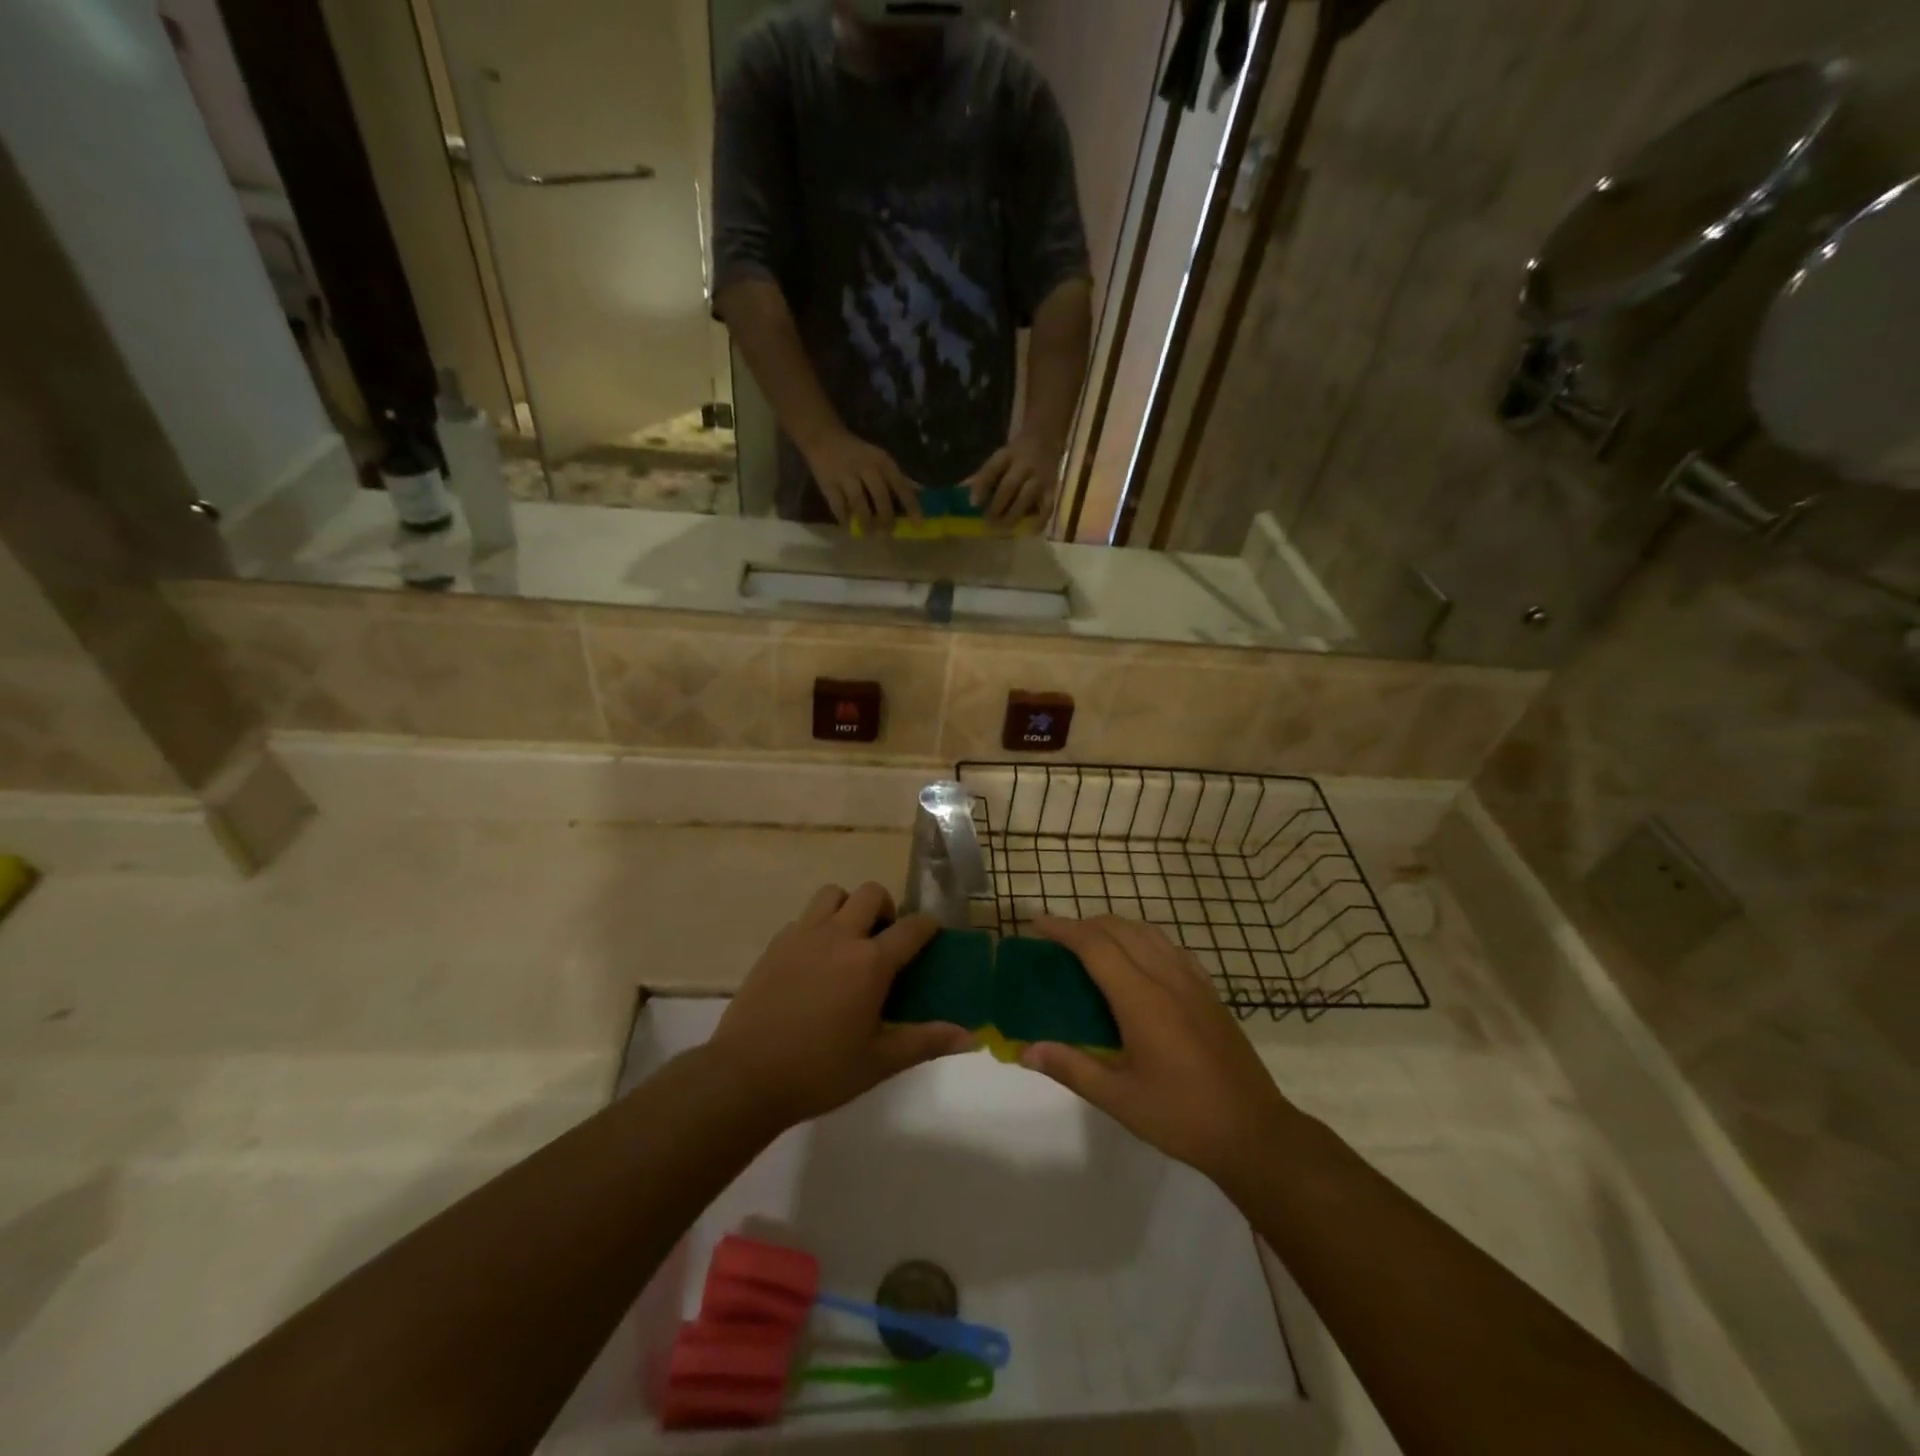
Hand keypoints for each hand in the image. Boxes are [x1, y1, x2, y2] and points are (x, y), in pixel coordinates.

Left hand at [707, 884, 972, 1127]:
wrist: (745, 1076)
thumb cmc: (820, 1072)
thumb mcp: (879, 1062)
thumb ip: (925, 1042)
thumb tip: (970, 1036)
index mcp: (870, 963)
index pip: (911, 927)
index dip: (928, 926)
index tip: (933, 934)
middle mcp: (839, 936)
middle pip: (871, 893)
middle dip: (886, 908)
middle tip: (885, 939)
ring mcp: (803, 936)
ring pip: (833, 894)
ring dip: (848, 907)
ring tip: (849, 940)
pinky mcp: (775, 945)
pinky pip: (803, 918)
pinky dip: (817, 926)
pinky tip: (815, 961)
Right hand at [802, 430, 920, 528]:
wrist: (823, 437)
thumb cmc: (859, 454)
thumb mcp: (881, 460)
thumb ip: (898, 479)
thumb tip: (921, 494)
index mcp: (883, 462)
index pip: (901, 486)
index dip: (911, 506)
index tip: (917, 525)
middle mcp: (866, 467)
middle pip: (880, 497)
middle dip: (886, 518)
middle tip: (888, 532)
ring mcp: (845, 475)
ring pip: (858, 503)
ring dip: (866, 521)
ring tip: (869, 533)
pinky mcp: (828, 483)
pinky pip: (838, 506)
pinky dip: (844, 518)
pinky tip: (849, 525)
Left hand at [964, 433, 1064, 522]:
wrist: (1046, 440)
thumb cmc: (1016, 456)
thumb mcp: (1000, 459)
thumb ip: (984, 477)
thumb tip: (965, 498)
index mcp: (1007, 455)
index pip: (992, 468)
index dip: (982, 485)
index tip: (973, 504)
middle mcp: (1024, 465)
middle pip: (1009, 485)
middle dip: (997, 506)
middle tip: (987, 523)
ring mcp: (1040, 477)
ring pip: (1027, 497)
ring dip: (1013, 515)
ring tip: (1003, 529)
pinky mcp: (1053, 489)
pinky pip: (1048, 507)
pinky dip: (1040, 520)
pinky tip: (1030, 531)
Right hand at [1019, 916, 1296, 1186]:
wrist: (1254, 1132)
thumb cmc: (1181, 1117)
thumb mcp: (1119, 1099)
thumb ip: (1071, 1068)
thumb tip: (1027, 1050)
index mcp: (1141, 999)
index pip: (1095, 946)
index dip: (1064, 929)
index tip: (1038, 923)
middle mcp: (1167, 978)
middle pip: (1120, 929)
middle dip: (1085, 924)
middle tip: (1057, 938)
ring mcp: (1193, 982)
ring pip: (1148, 932)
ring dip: (1115, 927)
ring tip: (1091, 943)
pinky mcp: (1209, 992)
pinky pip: (1171, 947)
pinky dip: (1144, 939)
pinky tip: (1138, 959)